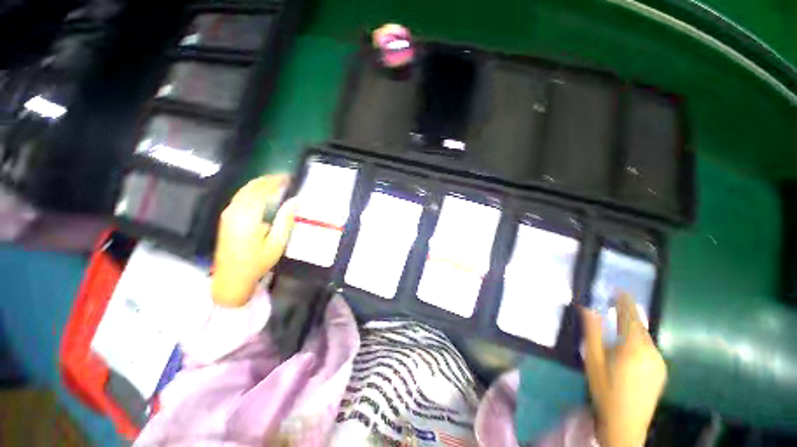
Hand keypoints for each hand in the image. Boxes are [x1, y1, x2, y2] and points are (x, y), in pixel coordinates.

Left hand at [211, 175, 295, 306]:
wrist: (231, 278)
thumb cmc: (257, 262)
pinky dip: (252, 191)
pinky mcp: (226, 218)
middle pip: (251, 187)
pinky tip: (261, 193)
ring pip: (243, 191)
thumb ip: (285, 219)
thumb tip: (295, 201)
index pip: (262, 190)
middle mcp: (234, 211)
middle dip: (267, 180)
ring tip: (275, 183)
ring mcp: (228, 214)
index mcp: (247, 217)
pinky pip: (240, 197)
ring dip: (259, 184)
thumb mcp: (276, 243)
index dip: (275, 181)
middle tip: (284, 178)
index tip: (288, 178)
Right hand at [581, 293, 666, 446]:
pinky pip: (649, 347)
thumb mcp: (593, 360)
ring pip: (645, 337)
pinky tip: (629, 345)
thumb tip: (588, 308)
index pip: (630, 317)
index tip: (620, 288)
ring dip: (633, 327)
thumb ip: (592, 332)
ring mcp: (659, 362)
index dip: (625, 301)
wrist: (626, 424)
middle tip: (615, 303)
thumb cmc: (605, 390)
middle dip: (628, 313)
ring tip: (620, 322)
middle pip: (639, 326)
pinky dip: (639, 339)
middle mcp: (651, 351)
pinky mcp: (661, 370)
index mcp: (633, 347)